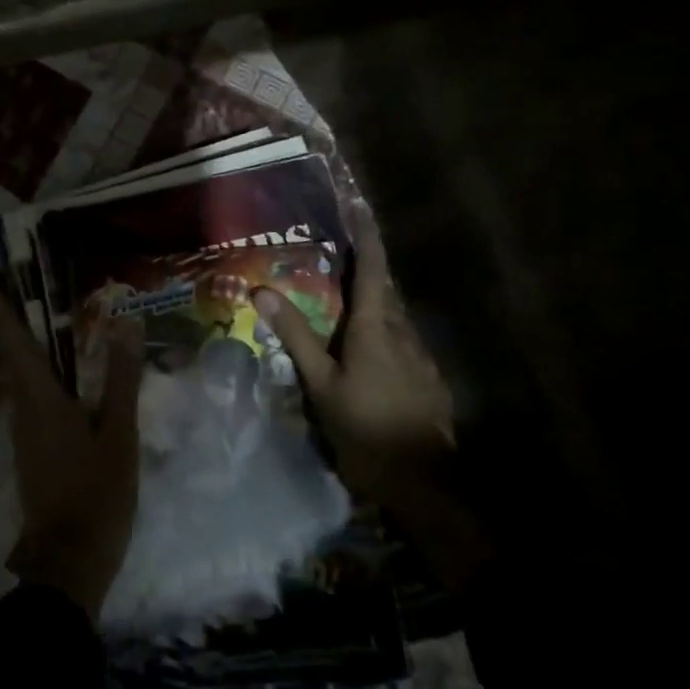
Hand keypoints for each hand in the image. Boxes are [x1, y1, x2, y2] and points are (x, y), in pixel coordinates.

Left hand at [0, 291, 144, 619]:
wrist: (69, 562)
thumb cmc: (96, 493)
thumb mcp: (119, 433)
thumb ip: (122, 379)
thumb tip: (128, 323)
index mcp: (41, 400)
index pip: (16, 346)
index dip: (2, 315)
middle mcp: (24, 411)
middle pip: (13, 360)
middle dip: (10, 327)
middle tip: (17, 295)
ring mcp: (26, 435)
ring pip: (20, 382)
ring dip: (23, 351)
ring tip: (39, 326)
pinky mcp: (33, 453)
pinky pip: (31, 401)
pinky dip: (37, 377)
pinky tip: (60, 379)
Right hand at [255, 207, 491, 588]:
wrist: (425, 484)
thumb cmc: (367, 429)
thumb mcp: (322, 385)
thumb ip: (296, 336)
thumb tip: (262, 289)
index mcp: (376, 327)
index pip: (372, 267)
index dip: (366, 234)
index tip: (358, 204)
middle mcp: (403, 331)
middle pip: (383, 287)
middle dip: (363, 264)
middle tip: (334, 251)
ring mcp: (420, 355)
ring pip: (391, 315)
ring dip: (369, 299)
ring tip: (341, 297)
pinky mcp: (427, 377)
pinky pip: (399, 339)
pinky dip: (378, 328)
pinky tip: (363, 347)